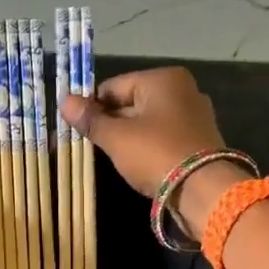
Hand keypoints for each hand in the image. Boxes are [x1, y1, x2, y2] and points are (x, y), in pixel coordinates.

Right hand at [59, 66, 226, 196]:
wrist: (203, 190)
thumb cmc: (156, 154)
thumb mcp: (117, 137)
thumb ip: (91, 119)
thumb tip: (65, 101)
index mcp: (163, 79)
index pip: (113, 87)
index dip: (91, 107)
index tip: (76, 129)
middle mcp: (182, 90)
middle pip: (131, 103)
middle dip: (110, 123)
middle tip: (89, 146)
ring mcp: (194, 115)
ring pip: (146, 122)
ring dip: (127, 137)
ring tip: (110, 157)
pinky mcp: (198, 139)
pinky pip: (162, 136)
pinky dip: (146, 146)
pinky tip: (135, 163)